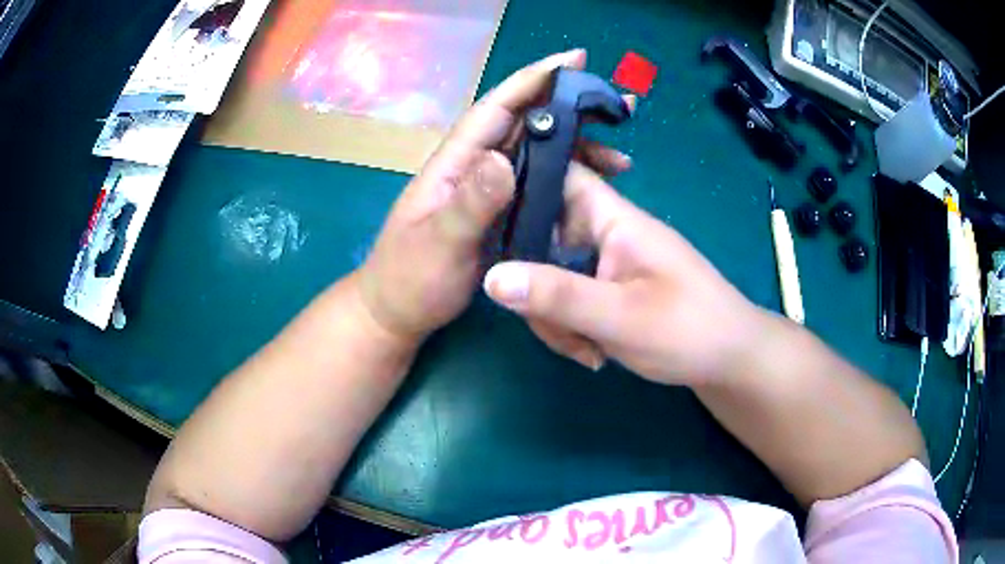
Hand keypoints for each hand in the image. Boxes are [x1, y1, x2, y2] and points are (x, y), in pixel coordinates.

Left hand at [358, 50, 632, 344]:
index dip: (533, 80)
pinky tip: (596, 188)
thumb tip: (505, 159)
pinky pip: (539, 185)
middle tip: (621, 108)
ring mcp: (489, 190)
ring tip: (621, 158)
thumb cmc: (410, 278)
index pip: (496, 109)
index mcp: (455, 163)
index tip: (574, 60)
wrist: (399, 312)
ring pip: (538, 154)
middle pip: (526, 125)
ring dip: (579, 148)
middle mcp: (475, 167)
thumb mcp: (439, 243)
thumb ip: (469, 204)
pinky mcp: (500, 213)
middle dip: (572, 110)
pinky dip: (569, 180)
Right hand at [482, 163, 770, 386]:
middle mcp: (606, 234)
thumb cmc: (689, 330)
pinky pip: (569, 297)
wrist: (730, 362)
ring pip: (552, 275)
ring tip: (585, 350)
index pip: (562, 175)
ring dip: (554, 315)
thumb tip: (491, 278)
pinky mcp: (609, 290)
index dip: (521, 182)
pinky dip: (569, 326)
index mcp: (615, 219)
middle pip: (544, 237)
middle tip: (555, 328)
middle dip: (536, 285)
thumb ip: (557, 296)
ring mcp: (607, 264)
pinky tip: (590, 352)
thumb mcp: (621, 317)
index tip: (486, 217)